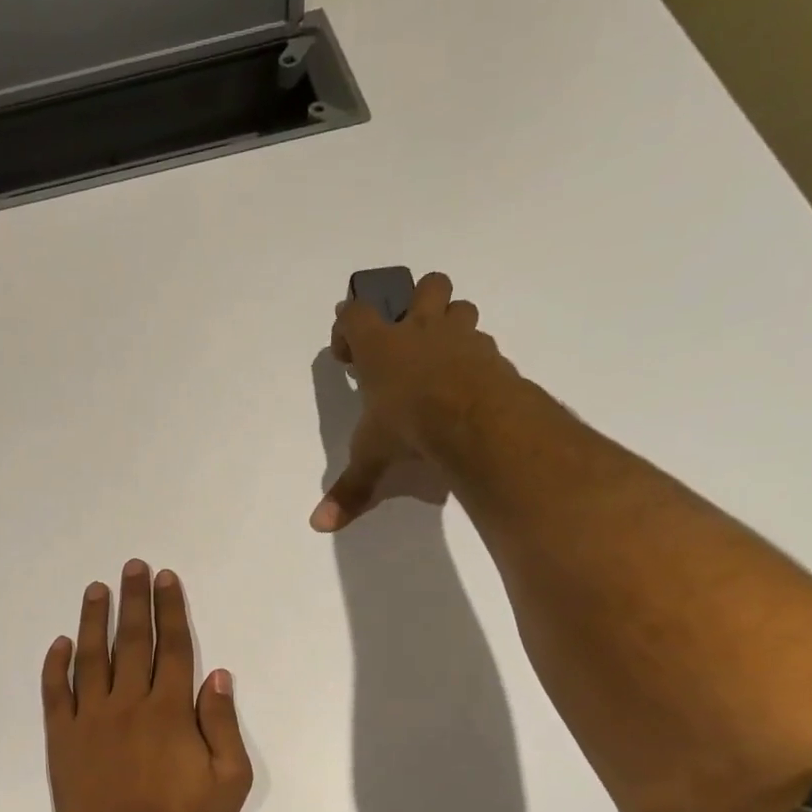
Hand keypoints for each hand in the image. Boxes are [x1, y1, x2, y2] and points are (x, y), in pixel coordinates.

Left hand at [41, 562, 253, 811]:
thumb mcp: (229, 781)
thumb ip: (223, 724)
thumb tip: (217, 674)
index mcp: (170, 711)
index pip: (172, 647)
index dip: (170, 610)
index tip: (166, 579)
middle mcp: (129, 704)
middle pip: (132, 641)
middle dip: (134, 601)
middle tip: (132, 567)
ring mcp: (90, 720)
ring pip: (92, 658)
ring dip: (94, 619)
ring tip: (96, 588)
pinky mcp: (62, 740)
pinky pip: (55, 694)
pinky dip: (56, 666)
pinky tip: (60, 643)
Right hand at [310, 272, 514, 532]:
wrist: (475, 422)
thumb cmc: (408, 427)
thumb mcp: (371, 459)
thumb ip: (350, 488)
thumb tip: (318, 525)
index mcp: (381, 347)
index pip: (355, 313)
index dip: (346, 325)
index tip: (346, 354)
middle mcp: (422, 331)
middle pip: (426, 285)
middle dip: (416, 301)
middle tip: (407, 337)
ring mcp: (462, 339)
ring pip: (461, 307)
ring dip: (451, 323)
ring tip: (440, 358)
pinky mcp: (492, 356)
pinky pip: (483, 344)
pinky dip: (474, 359)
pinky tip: (467, 386)